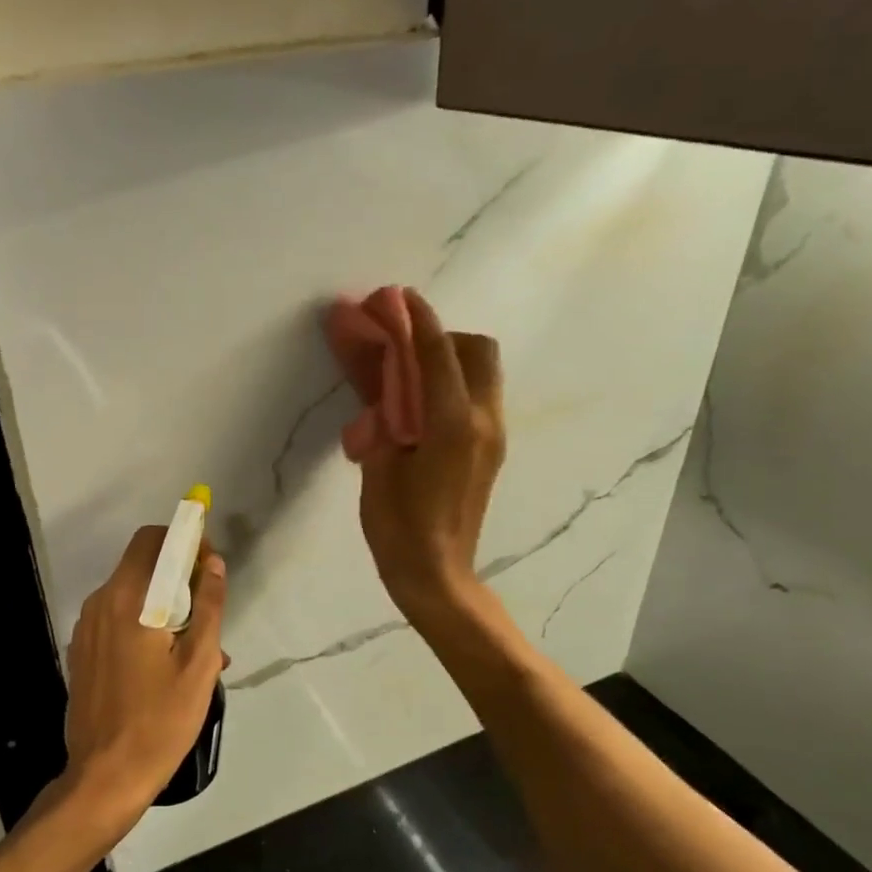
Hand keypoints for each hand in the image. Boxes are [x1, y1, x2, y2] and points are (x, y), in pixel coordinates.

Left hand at [60, 526, 227, 830]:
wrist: (104, 777)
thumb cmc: (160, 720)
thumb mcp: (199, 664)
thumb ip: (209, 606)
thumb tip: (214, 564)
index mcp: (127, 599)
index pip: (152, 540)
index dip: (184, 541)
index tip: (208, 566)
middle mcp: (100, 603)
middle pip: (140, 565)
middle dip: (178, 575)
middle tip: (208, 611)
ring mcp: (86, 629)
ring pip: (131, 595)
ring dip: (164, 605)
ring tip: (197, 648)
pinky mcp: (82, 652)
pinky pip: (117, 621)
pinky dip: (144, 625)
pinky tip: (167, 665)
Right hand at [352, 289, 505, 619]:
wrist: (437, 575)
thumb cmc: (399, 528)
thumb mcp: (378, 468)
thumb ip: (384, 417)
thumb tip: (381, 382)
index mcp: (451, 424)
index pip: (436, 353)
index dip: (415, 320)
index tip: (396, 296)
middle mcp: (482, 420)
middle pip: (476, 350)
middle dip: (440, 335)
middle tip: (401, 346)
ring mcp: (492, 435)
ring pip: (483, 371)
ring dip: (449, 358)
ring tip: (410, 374)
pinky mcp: (491, 448)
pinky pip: (477, 395)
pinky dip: (452, 383)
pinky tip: (420, 405)